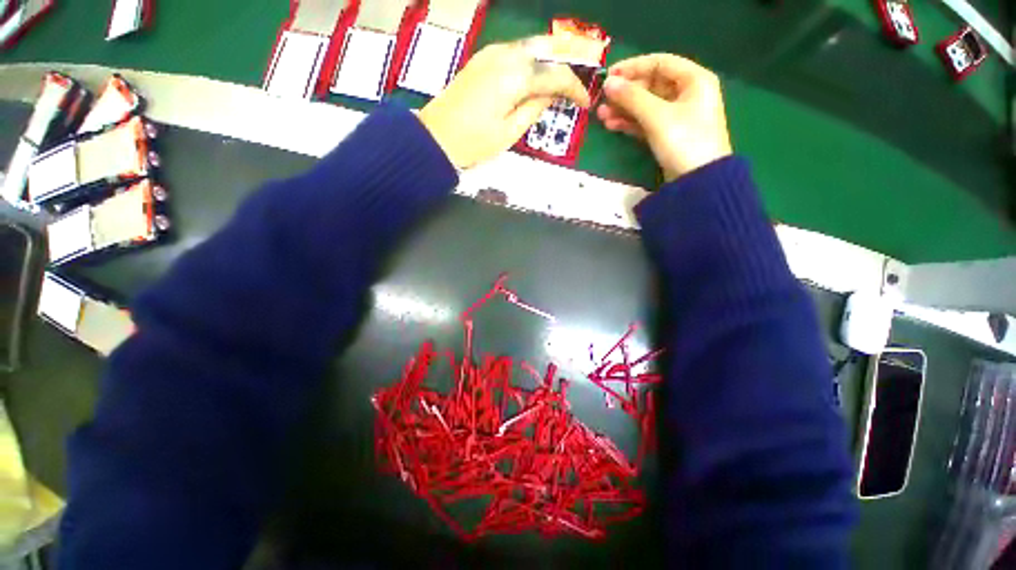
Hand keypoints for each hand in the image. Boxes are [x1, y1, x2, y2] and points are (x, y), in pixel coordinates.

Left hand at [418, 37, 590, 168]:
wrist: (436, 136)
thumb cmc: (474, 142)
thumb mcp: (510, 132)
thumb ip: (534, 109)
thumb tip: (551, 95)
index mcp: (515, 76)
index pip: (556, 75)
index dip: (575, 88)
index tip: (585, 105)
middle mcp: (506, 55)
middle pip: (547, 47)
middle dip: (568, 61)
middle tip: (579, 81)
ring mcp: (492, 53)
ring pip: (532, 46)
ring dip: (552, 58)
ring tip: (564, 78)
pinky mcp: (483, 59)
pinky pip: (517, 52)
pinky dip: (534, 60)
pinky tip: (539, 74)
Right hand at [596, 54, 732, 182]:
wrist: (698, 181)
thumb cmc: (684, 141)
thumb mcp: (657, 116)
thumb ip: (632, 98)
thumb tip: (608, 83)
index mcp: (693, 79)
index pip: (659, 63)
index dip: (633, 67)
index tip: (608, 75)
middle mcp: (686, 93)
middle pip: (651, 85)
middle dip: (625, 93)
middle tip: (601, 99)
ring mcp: (676, 116)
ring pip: (645, 106)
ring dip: (623, 109)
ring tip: (601, 115)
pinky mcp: (667, 134)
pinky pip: (646, 122)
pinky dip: (630, 123)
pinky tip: (612, 125)